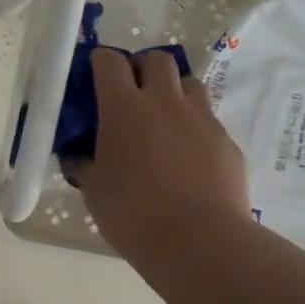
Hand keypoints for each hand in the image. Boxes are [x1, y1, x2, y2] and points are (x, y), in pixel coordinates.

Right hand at [73, 47, 251, 260]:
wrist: (200, 243)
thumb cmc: (134, 215)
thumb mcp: (94, 191)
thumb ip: (84, 164)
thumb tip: (78, 155)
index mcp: (124, 109)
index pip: (110, 62)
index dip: (100, 62)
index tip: (94, 75)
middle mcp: (165, 102)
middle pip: (157, 60)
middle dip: (142, 67)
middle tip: (132, 93)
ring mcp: (201, 120)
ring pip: (189, 83)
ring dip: (173, 92)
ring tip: (163, 119)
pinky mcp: (227, 142)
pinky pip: (208, 120)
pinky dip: (194, 127)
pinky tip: (188, 157)